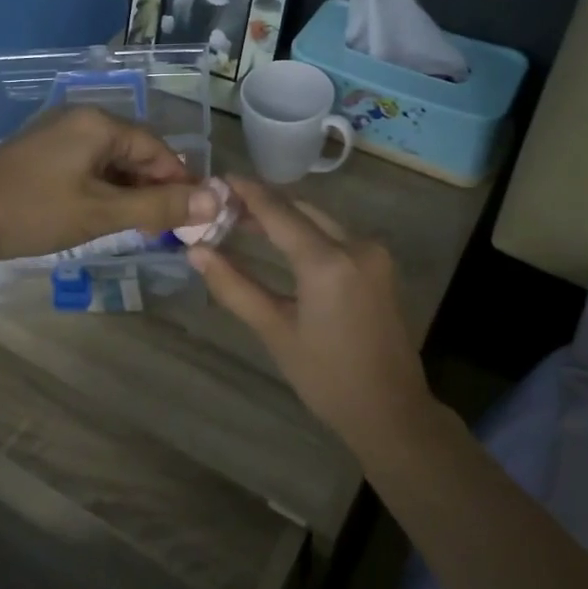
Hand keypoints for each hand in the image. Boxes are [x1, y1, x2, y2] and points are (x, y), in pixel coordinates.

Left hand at [0, 107, 216, 264]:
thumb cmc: (33, 212)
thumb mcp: (101, 213)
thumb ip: (159, 207)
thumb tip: (216, 201)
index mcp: (99, 123)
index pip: (159, 149)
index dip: (181, 182)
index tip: (194, 218)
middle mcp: (81, 119)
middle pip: (136, 153)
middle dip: (155, 190)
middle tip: (168, 229)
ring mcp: (58, 135)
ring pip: (112, 162)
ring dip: (131, 193)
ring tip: (141, 229)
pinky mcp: (43, 154)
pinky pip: (89, 167)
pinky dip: (105, 191)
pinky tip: (106, 217)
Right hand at [188, 178, 431, 445]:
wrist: (391, 410)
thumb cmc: (327, 378)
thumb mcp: (276, 332)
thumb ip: (235, 287)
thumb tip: (196, 252)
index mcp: (328, 262)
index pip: (279, 212)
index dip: (247, 192)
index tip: (218, 178)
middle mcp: (356, 245)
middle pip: (301, 210)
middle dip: (263, 205)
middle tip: (223, 207)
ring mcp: (373, 253)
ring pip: (320, 220)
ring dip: (285, 217)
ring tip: (243, 222)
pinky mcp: (380, 264)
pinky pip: (336, 235)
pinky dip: (307, 232)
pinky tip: (282, 242)